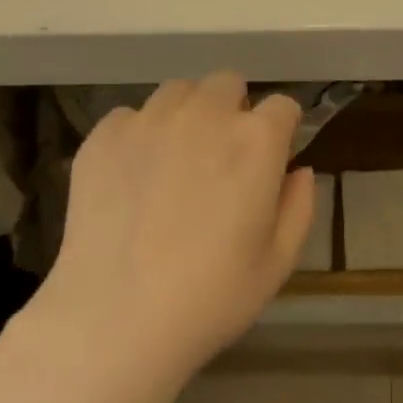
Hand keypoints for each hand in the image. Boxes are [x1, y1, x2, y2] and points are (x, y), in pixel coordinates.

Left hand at [36, 73, 314, 397]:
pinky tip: (134, 178)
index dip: (282, 131)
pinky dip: (140, 135)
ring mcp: (148, 121)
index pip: (283, 106)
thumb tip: (299, 171)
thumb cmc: (211, 297)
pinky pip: (131, 116)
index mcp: (255, 142)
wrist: (116, 318)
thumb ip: (299, 206)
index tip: (272, 159)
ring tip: (176, 161)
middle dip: (233, 111)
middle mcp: (204, 115)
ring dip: (187, 115)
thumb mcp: (278, 262)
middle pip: (227, 84)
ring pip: (178, 92)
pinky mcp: (103, 136)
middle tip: (222, 159)